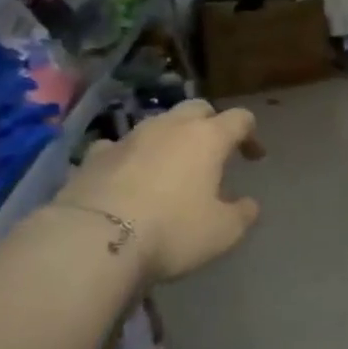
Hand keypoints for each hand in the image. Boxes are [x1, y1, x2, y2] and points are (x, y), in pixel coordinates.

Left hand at [53, 100, 262, 282]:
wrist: (93, 240)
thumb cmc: (172, 230)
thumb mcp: (223, 232)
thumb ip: (242, 213)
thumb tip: (247, 204)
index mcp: (207, 138)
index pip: (239, 119)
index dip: (250, 135)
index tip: (254, 157)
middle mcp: (169, 127)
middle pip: (197, 109)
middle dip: (210, 124)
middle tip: (214, 151)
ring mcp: (128, 138)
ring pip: (157, 124)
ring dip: (170, 139)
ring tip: (172, 166)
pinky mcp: (94, 156)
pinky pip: (120, 147)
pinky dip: (131, 157)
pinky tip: (128, 176)